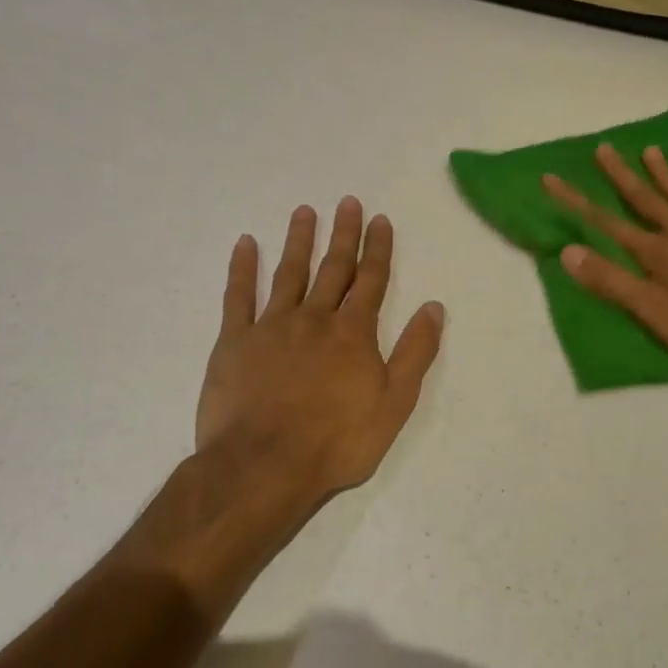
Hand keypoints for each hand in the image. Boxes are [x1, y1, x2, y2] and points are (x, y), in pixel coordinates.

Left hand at [196, 198, 443, 508]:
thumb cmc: (337, 441)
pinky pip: (238, 296)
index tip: (379, 219)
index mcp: (353, 333)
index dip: (378, 249)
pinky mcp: (234, 342)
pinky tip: (246, 244)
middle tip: (347, 202)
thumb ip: (415, 352)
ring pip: (289, 273)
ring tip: (304, 211)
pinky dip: (242, 268)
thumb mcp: (394, 403)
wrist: (264, 465)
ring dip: (299, 241)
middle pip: (333, 269)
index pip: (371, 281)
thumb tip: (433, 307)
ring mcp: (271, 327)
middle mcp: (314, 318)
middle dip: (343, 235)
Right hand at [543, 144, 667, 372]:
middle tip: (604, 148)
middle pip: (647, 201)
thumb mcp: (652, 312)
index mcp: (657, 254)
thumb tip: (568, 250)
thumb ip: (611, 281)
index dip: (577, 202)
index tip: (552, 179)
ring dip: (667, 176)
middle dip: (622, 176)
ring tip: (652, 150)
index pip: (607, 224)